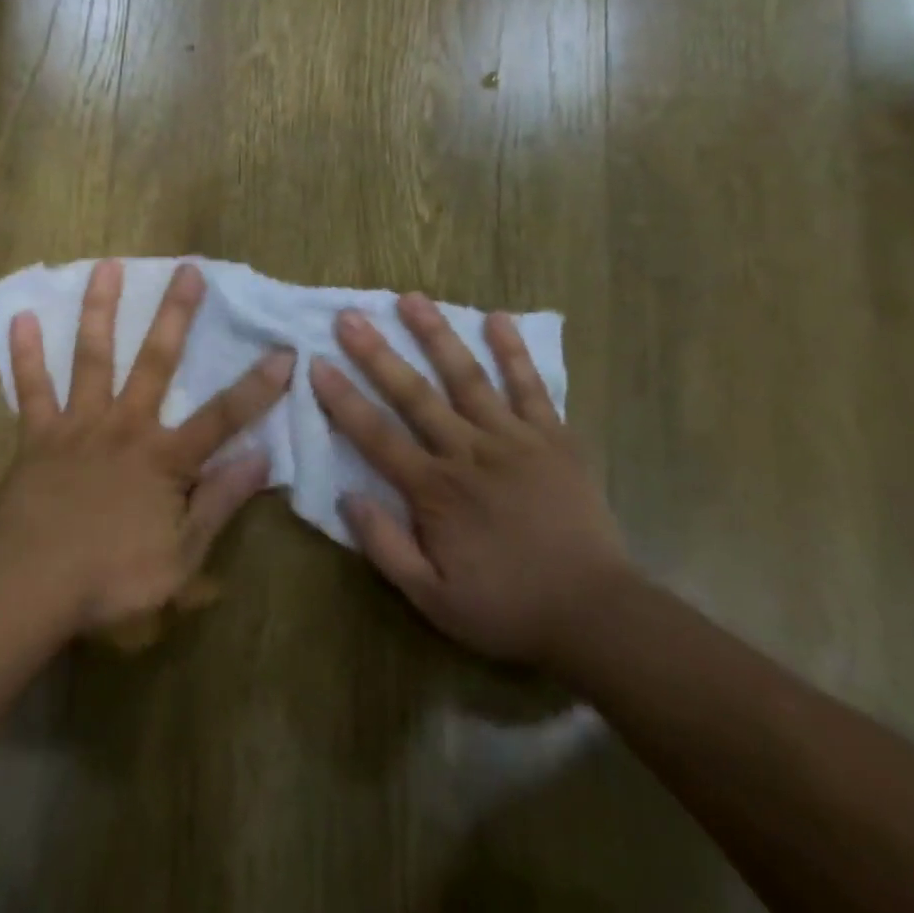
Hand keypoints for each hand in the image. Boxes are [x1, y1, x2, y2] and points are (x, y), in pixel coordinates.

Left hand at [0, 259, 292, 641]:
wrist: (28, 586)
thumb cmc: (110, 577)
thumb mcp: (182, 556)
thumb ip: (219, 502)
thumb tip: (261, 458)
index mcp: (165, 458)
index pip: (224, 416)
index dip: (259, 385)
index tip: (285, 350)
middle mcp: (126, 427)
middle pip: (156, 362)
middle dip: (176, 315)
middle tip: (189, 270)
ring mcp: (79, 426)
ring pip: (93, 358)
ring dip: (101, 311)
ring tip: (108, 266)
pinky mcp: (38, 436)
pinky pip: (32, 389)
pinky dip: (25, 354)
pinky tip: (21, 317)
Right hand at [310, 294, 630, 668]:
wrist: (596, 614)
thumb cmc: (507, 607)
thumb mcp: (433, 599)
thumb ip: (386, 547)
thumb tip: (347, 497)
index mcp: (435, 490)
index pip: (376, 435)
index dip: (343, 399)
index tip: (316, 363)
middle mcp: (469, 452)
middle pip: (415, 394)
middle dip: (377, 353)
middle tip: (350, 316)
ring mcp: (514, 438)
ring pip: (468, 377)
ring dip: (437, 335)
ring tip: (411, 298)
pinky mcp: (553, 437)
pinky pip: (531, 386)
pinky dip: (514, 352)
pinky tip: (498, 318)